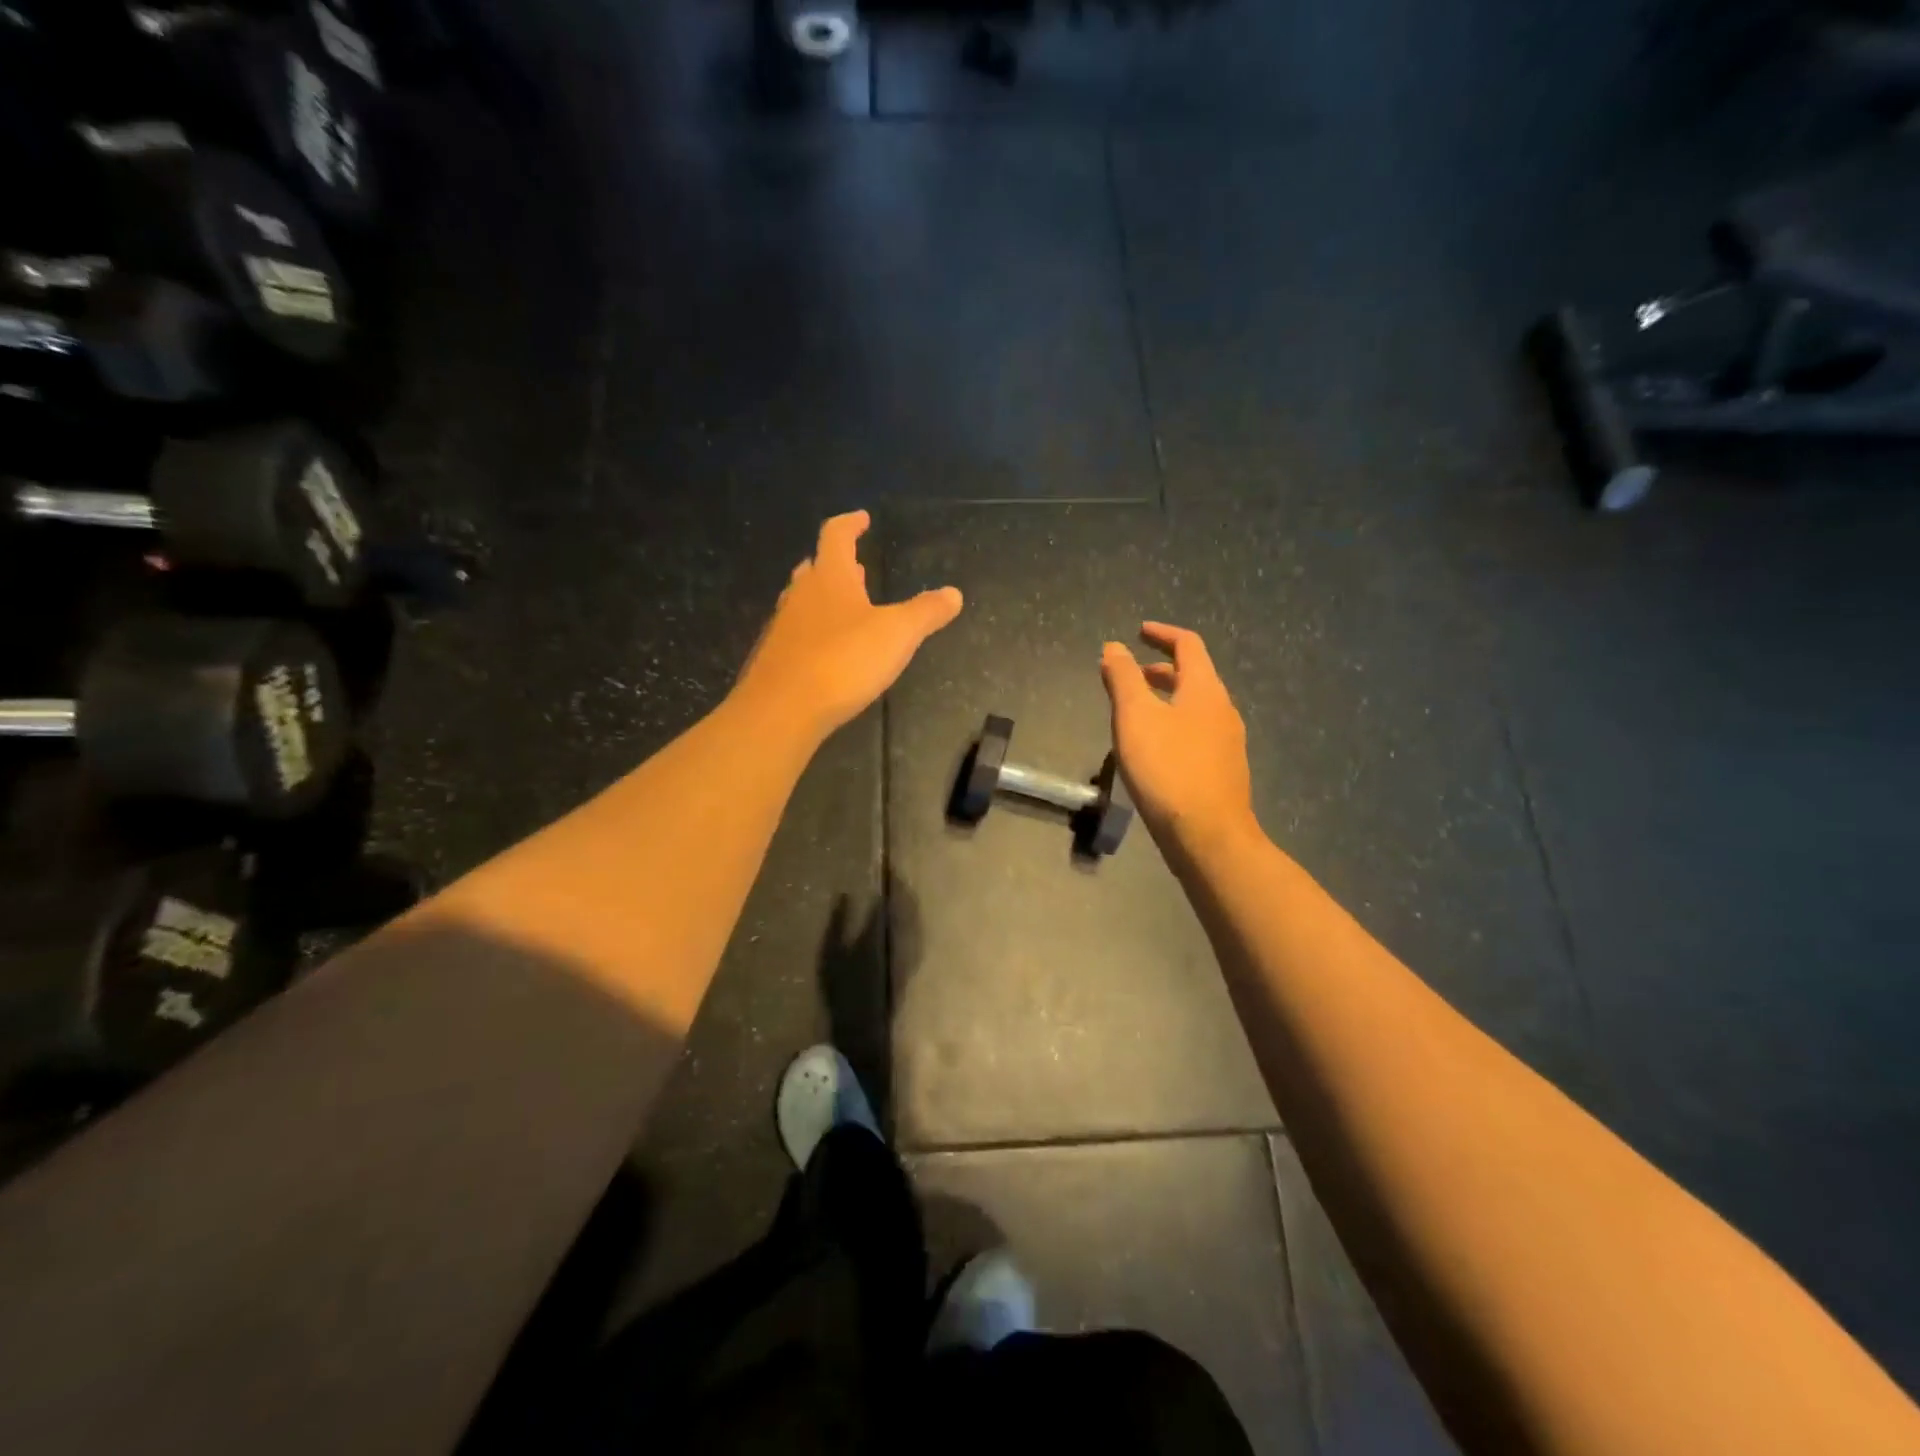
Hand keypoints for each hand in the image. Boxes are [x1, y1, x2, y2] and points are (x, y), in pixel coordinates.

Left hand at [734, 511, 962, 742]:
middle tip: (857, 568)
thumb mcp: (897, 634)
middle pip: (816, 568)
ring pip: (804, 601)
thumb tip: (954, 593)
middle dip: (837, 565)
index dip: (850, 524)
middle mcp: (800, 594)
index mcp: (829, 577)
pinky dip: (815, 632)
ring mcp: (783, 627)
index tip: (862, 519)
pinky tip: (828, 652)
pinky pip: (797, 633)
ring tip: (846, 608)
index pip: (836, 535)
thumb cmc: (843, 661)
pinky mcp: (775, 658)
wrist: (782, 709)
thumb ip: (926, 612)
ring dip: (824, 598)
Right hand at [1101, 623, 1256, 850]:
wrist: (1208, 835)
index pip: (1188, 645)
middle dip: (1161, 668)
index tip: (1139, 631)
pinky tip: (1155, 748)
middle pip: (1194, 676)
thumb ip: (1123, 678)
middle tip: (1131, 673)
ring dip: (1167, 698)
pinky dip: (1174, 723)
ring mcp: (1227, 742)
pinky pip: (1198, 732)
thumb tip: (1114, 646)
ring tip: (1137, 711)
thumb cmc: (1167, 769)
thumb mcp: (1135, 717)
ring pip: (1195, 706)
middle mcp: (1223, 709)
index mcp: (1204, 689)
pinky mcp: (1223, 770)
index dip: (1162, 634)